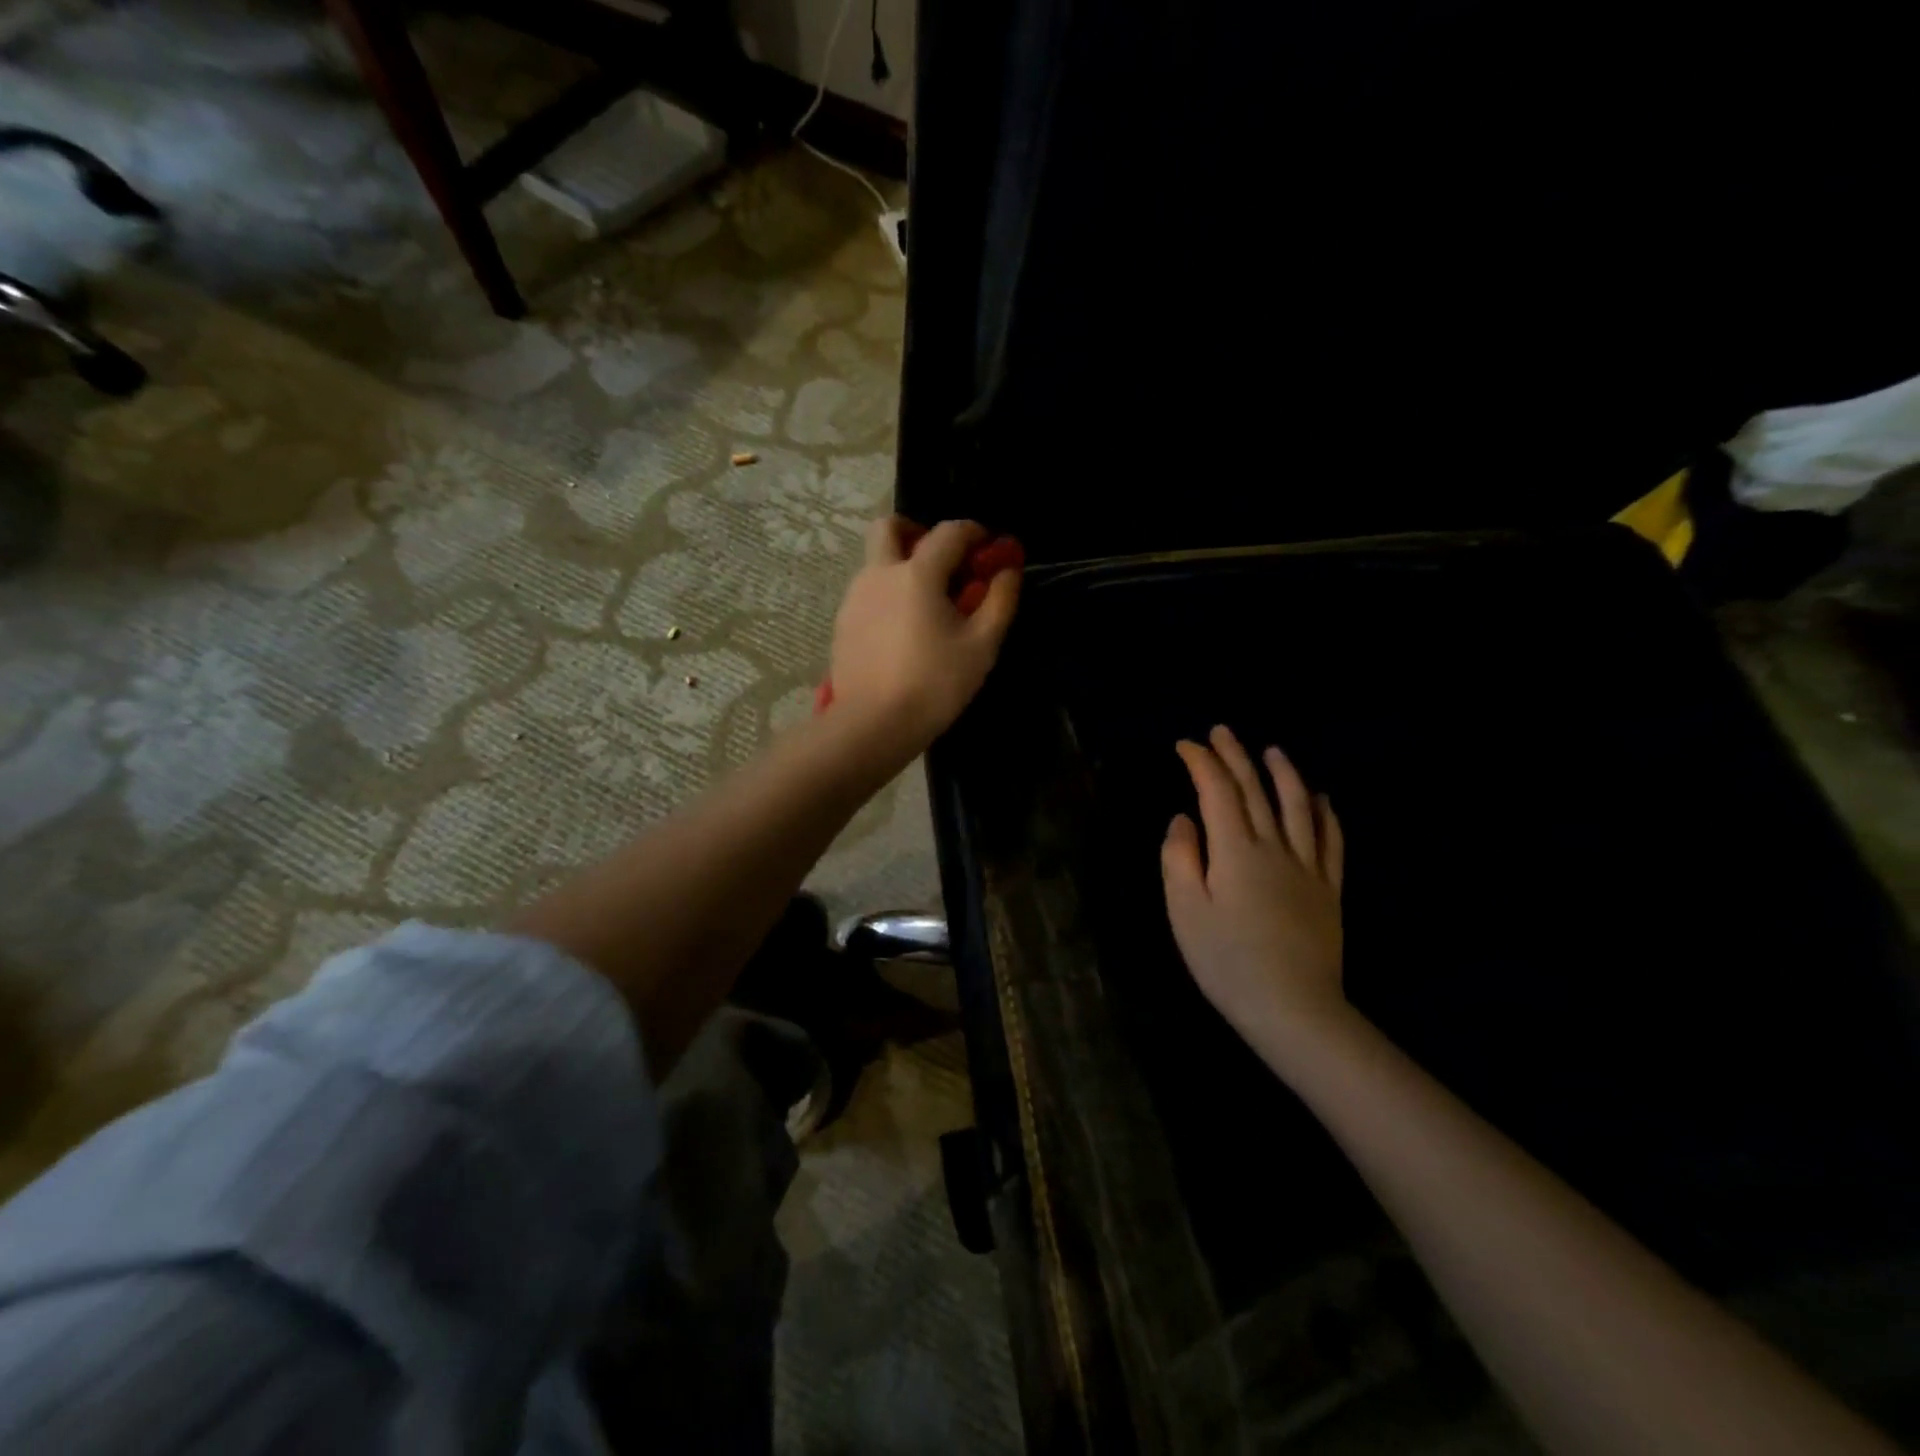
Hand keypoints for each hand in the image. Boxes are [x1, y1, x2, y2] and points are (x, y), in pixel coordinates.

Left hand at [829, 516, 1021, 754]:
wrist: (873, 724)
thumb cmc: (935, 684)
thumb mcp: (981, 645)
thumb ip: (999, 600)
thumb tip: (1008, 570)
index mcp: (917, 574)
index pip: (948, 532)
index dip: (973, 533)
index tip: (987, 548)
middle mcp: (879, 574)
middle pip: (889, 527)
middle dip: (916, 532)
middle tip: (940, 560)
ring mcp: (854, 598)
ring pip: (875, 561)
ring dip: (901, 565)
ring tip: (926, 604)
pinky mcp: (842, 624)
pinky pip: (866, 592)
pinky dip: (887, 594)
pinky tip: (902, 630)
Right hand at [1161, 726, 1348, 1056]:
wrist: (1293, 1008)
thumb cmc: (1226, 961)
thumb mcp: (1184, 911)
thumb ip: (1179, 858)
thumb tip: (1183, 819)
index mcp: (1234, 850)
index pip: (1216, 792)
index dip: (1200, 763)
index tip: (1184, 745)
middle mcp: (1274, 847)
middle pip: (1255, 791)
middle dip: (1235, 756)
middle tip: (1222, 731)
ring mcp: (1307, 867)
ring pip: (1298, 807)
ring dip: (1284, 774)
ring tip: (1273, 751)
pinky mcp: (1329, 890)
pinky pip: (1331, 841)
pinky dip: (1326, 814)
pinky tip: (1322, 799)